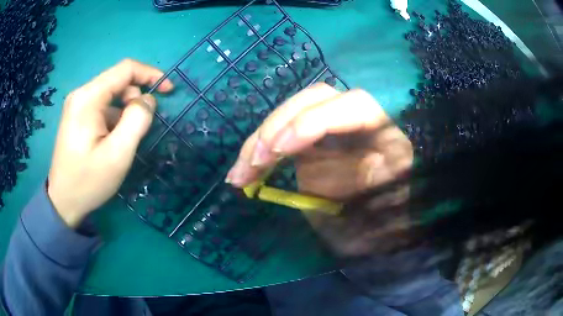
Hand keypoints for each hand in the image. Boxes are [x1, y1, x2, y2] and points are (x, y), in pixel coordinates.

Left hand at [47, 59, 172, 227]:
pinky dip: (116, 117)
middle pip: (118, 81)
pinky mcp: (77, 115)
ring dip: (126, 110)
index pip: (125, 69)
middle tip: (142, 126)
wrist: (63, 202)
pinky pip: (103, 106)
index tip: (168, 91)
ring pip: (112, 94)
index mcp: (88, 98)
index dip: (150, 74)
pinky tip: (112, 139)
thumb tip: (148, 100)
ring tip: (125, 138)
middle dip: (136, 97)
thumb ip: (137, 120)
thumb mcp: (117, 155)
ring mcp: (77, 104)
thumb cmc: (88, 181)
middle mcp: (81, 94)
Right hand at [226, 84, 412, 198]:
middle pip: (314, 99)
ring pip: (293, 113)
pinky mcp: (316, 140)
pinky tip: (245, 171)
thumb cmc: (388, 215)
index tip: (279, 151)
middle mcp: (358, 118)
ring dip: (260, 141)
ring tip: (237, 175)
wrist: (391, 214)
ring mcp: (334, 125)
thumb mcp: (379, 214)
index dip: (311, 121)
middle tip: (252, 163)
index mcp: (386, 130)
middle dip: (277, 126)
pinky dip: (262, 152)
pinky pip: (285, 135)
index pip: (350, 106)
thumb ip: (354, 196)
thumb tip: (311, 187)